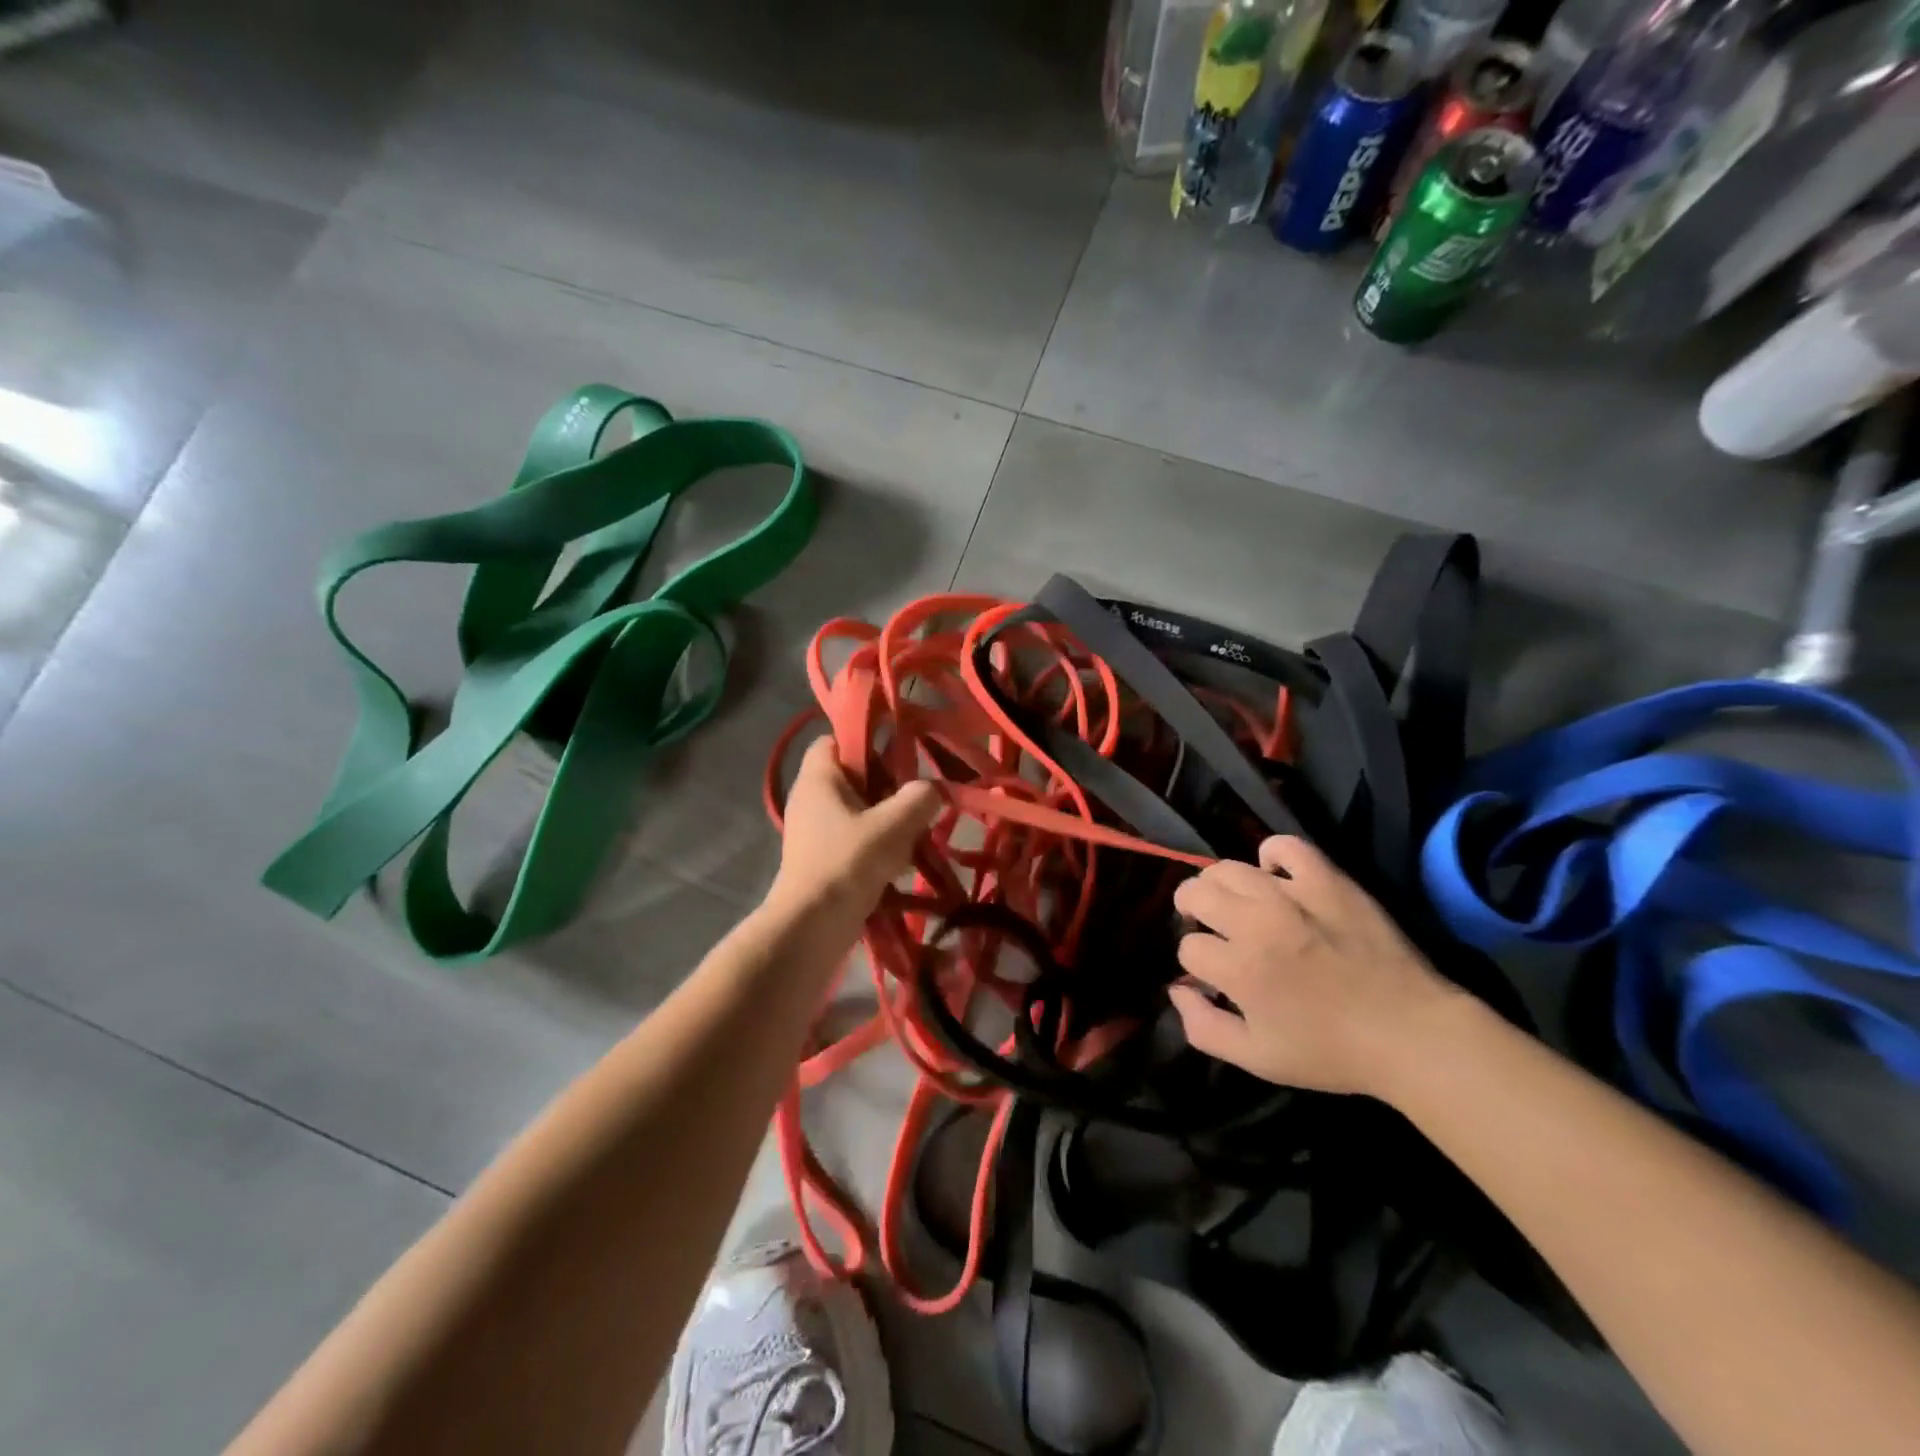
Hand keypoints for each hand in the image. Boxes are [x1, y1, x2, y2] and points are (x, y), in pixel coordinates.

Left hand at [766, 737, 940, 931]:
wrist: (811, 927)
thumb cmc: (847, 863)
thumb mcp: (893, 826)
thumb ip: (919, 799)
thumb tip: (933, 789)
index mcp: (818, 779)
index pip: (833, 740)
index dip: (863, 741)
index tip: (897, 755)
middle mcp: (810, 800)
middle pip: (852, 778)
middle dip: (887, 787)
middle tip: (916, 800)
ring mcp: (813, 832)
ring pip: (857, 812)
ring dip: (886, 821)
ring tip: (914, 835)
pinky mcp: (821, 861)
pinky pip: (853, 841)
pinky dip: (876, 847)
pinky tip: (899, 864)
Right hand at [1168, 836, 1457, 1096]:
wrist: (1411, 1033)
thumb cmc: (1332, 1052)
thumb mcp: (1258, 1059)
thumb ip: (1204, 1029)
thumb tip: (1176, 992)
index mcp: (1238, 969)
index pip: (1189, 948)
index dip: (1197, 964)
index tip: (1216, 976)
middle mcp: (1255, 923)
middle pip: (1194, 892)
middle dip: (1192, 910)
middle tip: (1210, 926)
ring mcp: (1291, 896)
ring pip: (1226, 868)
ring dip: (1219, 885)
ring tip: (1234, 901)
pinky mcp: (1326, 880)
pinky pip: (1285, 847)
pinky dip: (1271, 856)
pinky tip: (1274, 876)